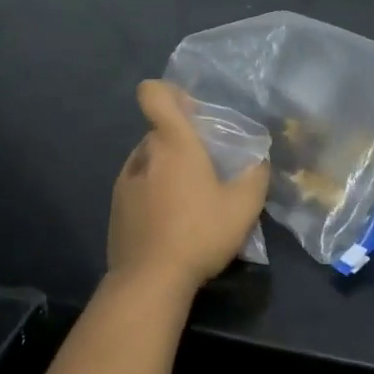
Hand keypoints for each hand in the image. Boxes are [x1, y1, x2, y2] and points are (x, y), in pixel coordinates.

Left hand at [108, 80, 269, 290]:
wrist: (150, 281)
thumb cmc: (199, 233)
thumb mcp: (243, 207)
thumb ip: (255, 177)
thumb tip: (258, 161)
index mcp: (173, 144)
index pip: (154, 94)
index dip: (169, 93)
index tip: (191, 111)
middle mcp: (144, 154)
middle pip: (160, 132)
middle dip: (182, 143)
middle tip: (208, 169)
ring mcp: (124, 181)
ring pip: (149, 161)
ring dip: (167, 170)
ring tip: (190, 201)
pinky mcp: (116, 209)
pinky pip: (138, 187)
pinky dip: (153, 195)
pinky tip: (171, 224)